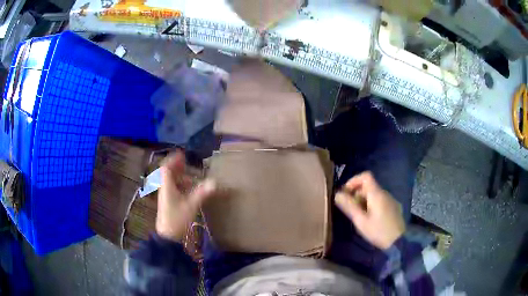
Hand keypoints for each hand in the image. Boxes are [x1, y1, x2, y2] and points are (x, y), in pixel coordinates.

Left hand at [156, 151, 215, 241]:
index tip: (182, 154)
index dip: (173, 160)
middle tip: (186, 163)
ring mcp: (166, 197)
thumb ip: (202, 193)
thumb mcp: (191, 205)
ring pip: (170, 182)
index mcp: (167, 187)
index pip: (166, 168)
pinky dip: (180, 186)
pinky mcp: (168, 204)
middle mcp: (165, 189)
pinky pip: (173, 189)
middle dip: (176, 167)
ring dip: (179, 177)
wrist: (168, 237)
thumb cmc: (177, 219)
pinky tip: (188, 190)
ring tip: (190, 177)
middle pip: (167, 174)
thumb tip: (215, 182)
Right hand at [335, 172, 404, 249]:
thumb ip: (349, 206)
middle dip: (357, 194)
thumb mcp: (360, 221)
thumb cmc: (378, 231)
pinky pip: (381, 200)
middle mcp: (385, 193)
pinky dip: (372, 204)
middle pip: (369, 186)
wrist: (398, 242)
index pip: (365, 176)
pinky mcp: (394, 207)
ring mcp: (391, 200)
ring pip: (374, 194)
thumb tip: (337, 194)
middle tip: (350, 209)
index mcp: (377, 194)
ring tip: (359, 216)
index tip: (346, 193)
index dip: (354, 181)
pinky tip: (371, 219)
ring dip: (364, 200)